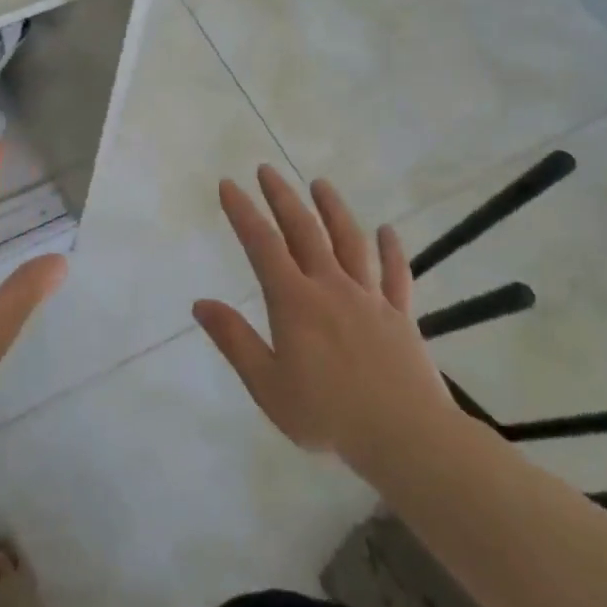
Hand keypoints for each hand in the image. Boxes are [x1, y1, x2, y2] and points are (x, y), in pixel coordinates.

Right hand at [193, 166, 455, 462]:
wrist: (405, 437)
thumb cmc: (327, 415)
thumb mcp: (267, 384)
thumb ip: (234, 340)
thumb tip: (200, 303)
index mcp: (294, 301)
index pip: (262, 245)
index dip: (243, 212)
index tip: (229, 184)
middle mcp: (331, 287)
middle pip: (304, 231)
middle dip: (282, 198)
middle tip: (267, 169)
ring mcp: (370, 298)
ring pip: (350, 242)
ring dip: (333, 209)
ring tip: (320, 183)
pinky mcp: (401, 316)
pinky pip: (396, 275)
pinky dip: (391, 250)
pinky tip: (388, 231)